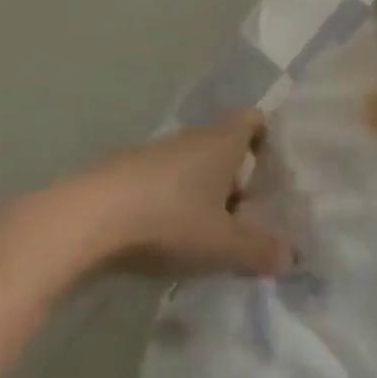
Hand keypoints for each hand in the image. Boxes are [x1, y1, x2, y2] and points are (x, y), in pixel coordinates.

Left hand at [0, 111, 293, 292]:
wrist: (83, 221)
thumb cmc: (169, 220)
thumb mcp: (223, 245)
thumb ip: (260, 251)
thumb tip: (293, 258)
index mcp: (223, 141)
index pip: (255, 120)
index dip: (266, 140)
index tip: (268, 173)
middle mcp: (191, 138)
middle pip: (223, 146)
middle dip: (234, 178)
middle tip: (242, 217)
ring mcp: (153, 153)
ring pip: (190, 166)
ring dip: (199, 193)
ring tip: (202, 235)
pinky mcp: (121, 173)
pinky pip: (159, 182)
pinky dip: (167, 203)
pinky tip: (162, 239)